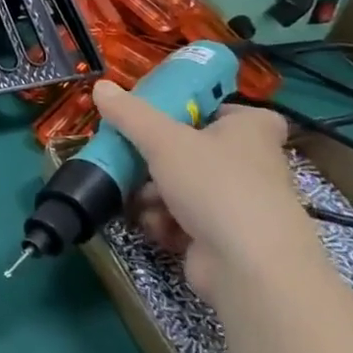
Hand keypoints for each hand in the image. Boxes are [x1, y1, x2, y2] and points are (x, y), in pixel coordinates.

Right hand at [93, 81, 320, 304]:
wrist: (248, 266)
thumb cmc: (214, 185)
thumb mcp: (162, 139)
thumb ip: (129, 113)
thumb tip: (100, 85)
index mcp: (252, 131)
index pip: (229, 110)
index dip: (199, 111)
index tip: (166, 117)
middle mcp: (252, 164)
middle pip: (193, 150)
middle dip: (157, 159)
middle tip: (131, 158)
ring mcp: (239, 204)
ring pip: (183, 186)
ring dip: (154, 194)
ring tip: (139, 199)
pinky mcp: (224, 238)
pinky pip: (185, 220)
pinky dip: (166, 222)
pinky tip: (156, 226)